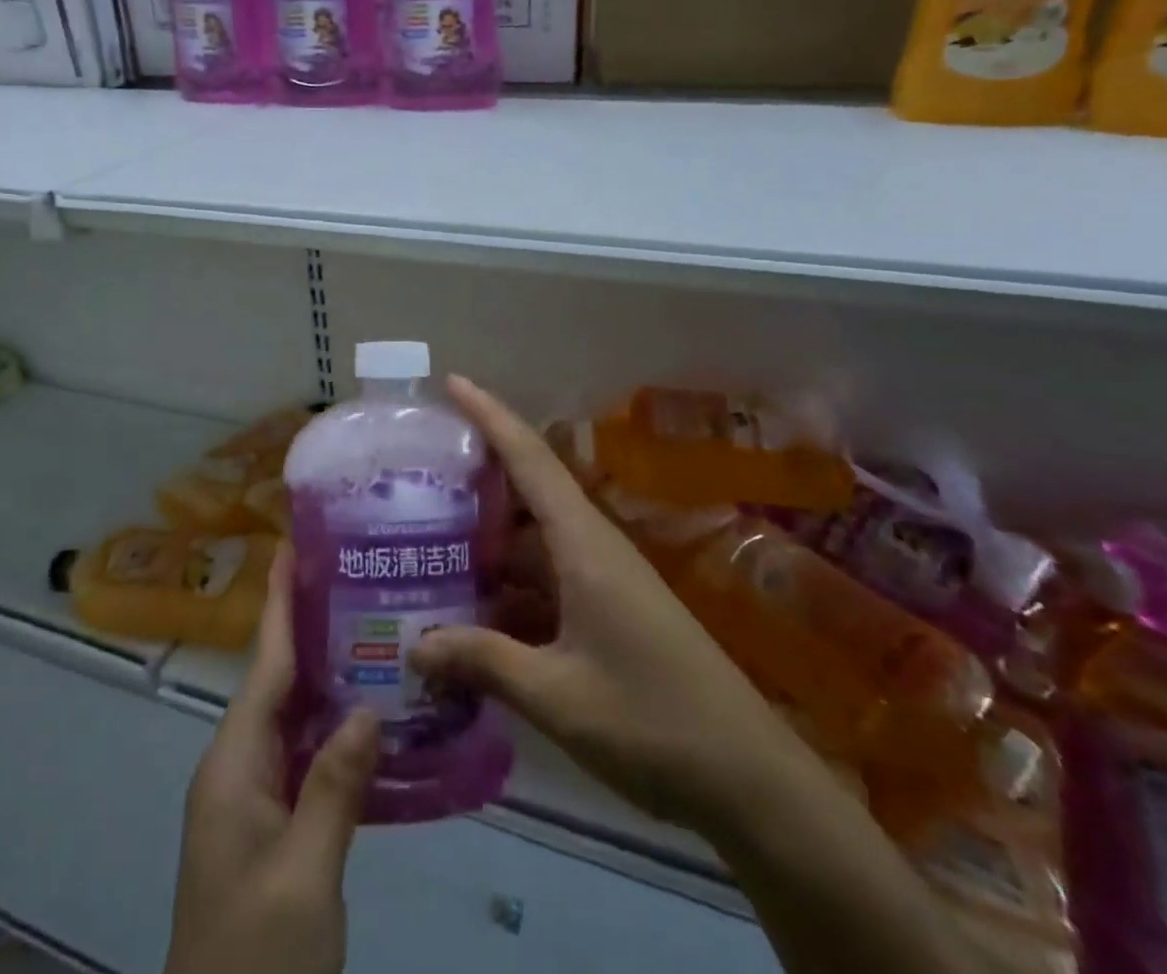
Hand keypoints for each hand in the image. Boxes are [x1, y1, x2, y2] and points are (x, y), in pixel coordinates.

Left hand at [167, 544, 379, 973]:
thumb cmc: (256, 957)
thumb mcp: (304, 877)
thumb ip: (335, 787)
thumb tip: (368, 707)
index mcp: (234, 764)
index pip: (264, 664)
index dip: (280, 603)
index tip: (293, 547)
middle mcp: (237, 768)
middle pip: (276, 681)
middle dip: (309, 627)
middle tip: (355, 579)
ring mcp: (252, 799)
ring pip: (291, 718)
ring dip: (326, 675)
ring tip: (372, 628)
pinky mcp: (270, 826)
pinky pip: (302, 755)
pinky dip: (332, 727)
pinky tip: (370, 716)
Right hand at [412, 376, 812, 835]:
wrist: (752, 783)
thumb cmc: (655, 724)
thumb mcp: (558, 696)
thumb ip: (484, 662)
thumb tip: (413, 645)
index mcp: (584, 545)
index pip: (530, 459)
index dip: (490, 415)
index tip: (450, 382)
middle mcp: (594, 547)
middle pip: (528, 490)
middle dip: (476, 474)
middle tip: (416, 471)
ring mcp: (605, 579)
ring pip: (534, 539)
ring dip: (488, 536)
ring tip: (428, 538)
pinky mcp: (611, 610)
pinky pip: (548, 577)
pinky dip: (509, 583)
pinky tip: (473, 608)